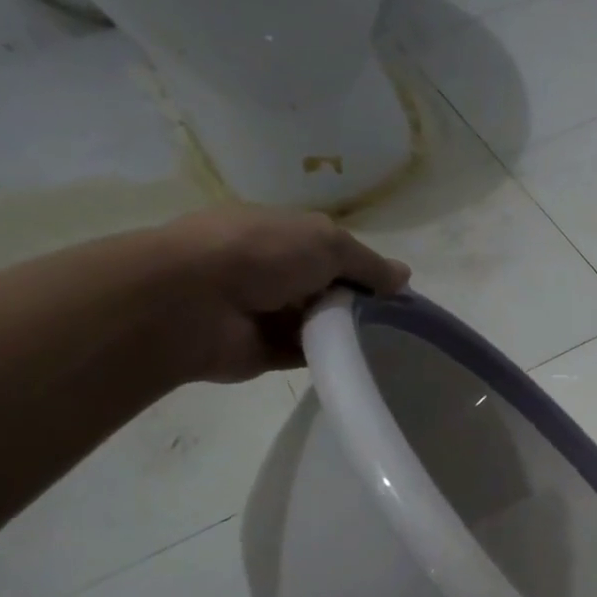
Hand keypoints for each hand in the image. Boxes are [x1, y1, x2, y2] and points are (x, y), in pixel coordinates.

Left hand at [159, 206, 409, 383]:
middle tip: (396, 322)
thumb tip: (404, 276)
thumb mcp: (327, 242)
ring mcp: (267, 312)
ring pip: (321, 323)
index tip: (395, 291)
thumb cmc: (260, 254)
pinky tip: (359, 362)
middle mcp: (273, 271)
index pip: (333, 251)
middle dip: (360, 302)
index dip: (365, 268)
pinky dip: (332, 357)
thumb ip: (368, 263)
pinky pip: (309, 355)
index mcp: (282, 234)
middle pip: (329, 288)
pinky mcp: (265, 351)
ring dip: (347, 332)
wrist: (192, 303)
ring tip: (386, 345)